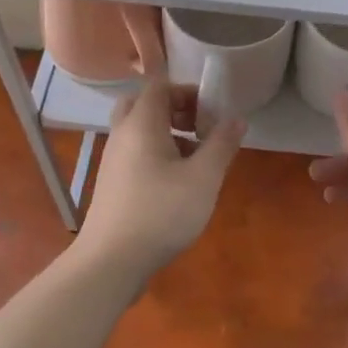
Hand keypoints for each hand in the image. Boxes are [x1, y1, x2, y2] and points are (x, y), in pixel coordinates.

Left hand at [76, 78, 243, 283]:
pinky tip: (177, 182)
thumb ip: (221, 145)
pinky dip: (156, 153)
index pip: (159, 85)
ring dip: (167, 133)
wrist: (111, 262)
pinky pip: (135, 152)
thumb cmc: (161, 212)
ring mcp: (113, 160)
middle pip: (144, 104)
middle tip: (198, 127)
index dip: (187, 91)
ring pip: (139, 130)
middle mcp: (122, 134)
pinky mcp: (112, 183)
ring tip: (195, 158)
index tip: (211, 111)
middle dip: (174, 108)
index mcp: (141, 123)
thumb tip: (237, 119)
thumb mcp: (203, 178)